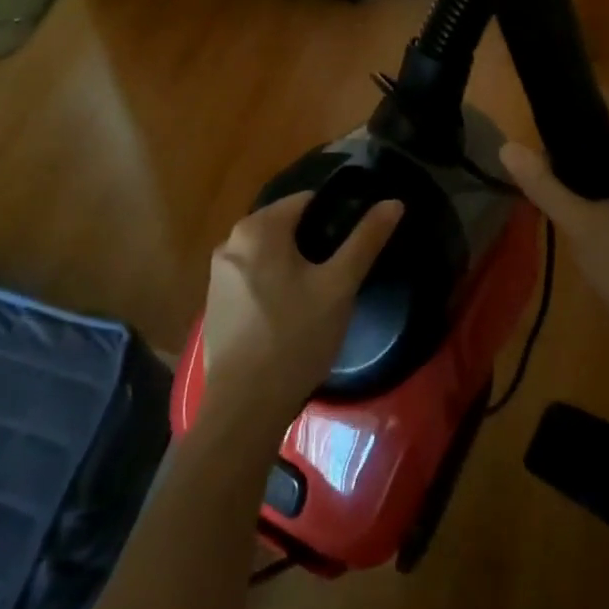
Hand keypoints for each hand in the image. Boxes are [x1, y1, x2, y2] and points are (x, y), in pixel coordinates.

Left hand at [198, 191, 402, 441]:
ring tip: (320, 294)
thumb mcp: (339, 286)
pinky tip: (291, 315)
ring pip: (268, 253)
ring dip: (293, 264)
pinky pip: (252, 278)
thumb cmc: (295, 337)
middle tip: (340, 272)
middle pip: (284, 226)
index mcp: (258, 228)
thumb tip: (393, 202)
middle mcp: (230, 242)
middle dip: (313, 241)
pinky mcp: (215, 305)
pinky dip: (272, 285)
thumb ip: (366, 240)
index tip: (354, 241)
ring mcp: (217, 275)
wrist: (245, 407)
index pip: (306, 201)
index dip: (334, 215)